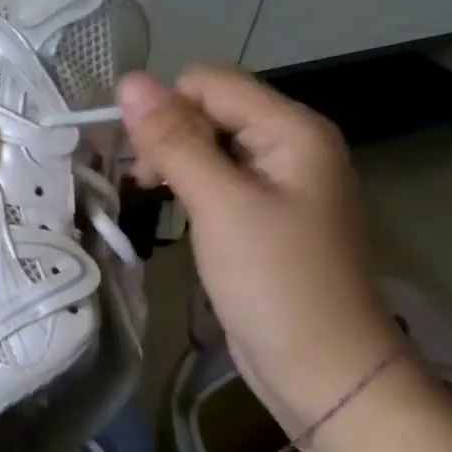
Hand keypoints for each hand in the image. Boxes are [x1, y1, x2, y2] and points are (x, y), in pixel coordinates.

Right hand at [117, 66, 401, 429]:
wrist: (323, 370)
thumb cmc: (275, 283)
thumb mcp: (219, 205)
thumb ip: (173, 140)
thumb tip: (128, 80)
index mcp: (292, 129)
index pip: (209, 82)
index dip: (167, 109)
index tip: (142, 161)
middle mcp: (290, 144)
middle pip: (209, 108)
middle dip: (168, 136)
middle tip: (147, 186)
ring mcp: (279, 180)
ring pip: (208, 143)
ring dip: (173, 162)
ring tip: (153, 199)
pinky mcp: (264, 212)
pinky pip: (216, 176)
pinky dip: (188, 186)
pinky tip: (174, 211)